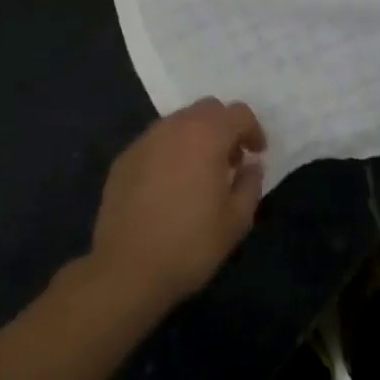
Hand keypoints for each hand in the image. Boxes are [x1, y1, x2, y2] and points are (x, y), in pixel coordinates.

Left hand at [89, 99, 265, 312]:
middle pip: (207, 109)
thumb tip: (251, 166)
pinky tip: (169, 185)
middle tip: (230, 161)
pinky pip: (156, 143)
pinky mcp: (124, 159)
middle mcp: (174, 127)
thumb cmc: (190, 244)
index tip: (256, 154)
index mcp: (206, 135)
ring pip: (178, 123)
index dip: (253, 130)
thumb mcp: (236, 221)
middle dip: (224, 128)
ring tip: (199, 173)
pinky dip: (170, 152)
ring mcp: (144, 141)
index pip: (238, 113)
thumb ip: (250, 184)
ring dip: (196, 137)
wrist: (126, 269)